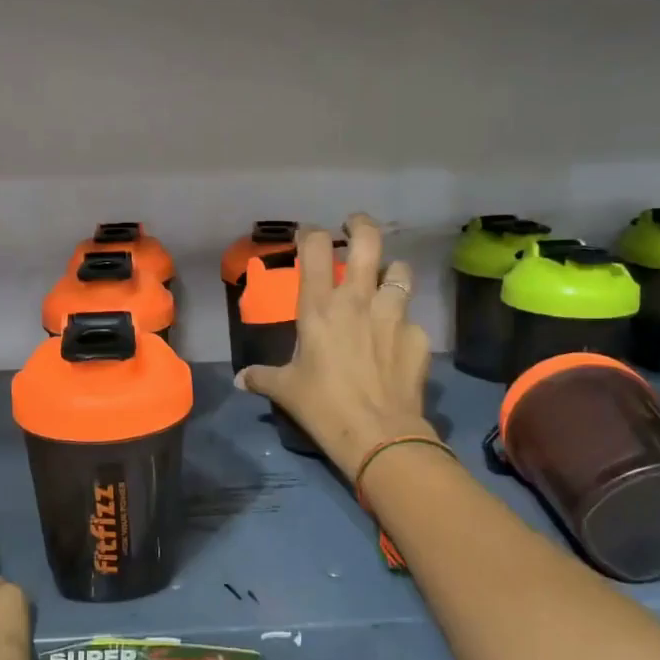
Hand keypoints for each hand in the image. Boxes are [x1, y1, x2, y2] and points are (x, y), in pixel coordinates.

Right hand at [236, 214, 433, 476]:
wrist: (378, 434)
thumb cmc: (322, 406)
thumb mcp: (286, 390)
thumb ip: (262, 377)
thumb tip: (240, 380)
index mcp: (320, 307)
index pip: (316, 248)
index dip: (312, 234)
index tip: (310, 235)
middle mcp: (358, 300)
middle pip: (368, 240)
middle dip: (361, 225)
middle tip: (354, 226)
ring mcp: (393, 314)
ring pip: (400, 271)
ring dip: (391, 272)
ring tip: (386, 282)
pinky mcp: (418, 336)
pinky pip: (412, 319)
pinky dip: (404, 325)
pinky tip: (397, 343)